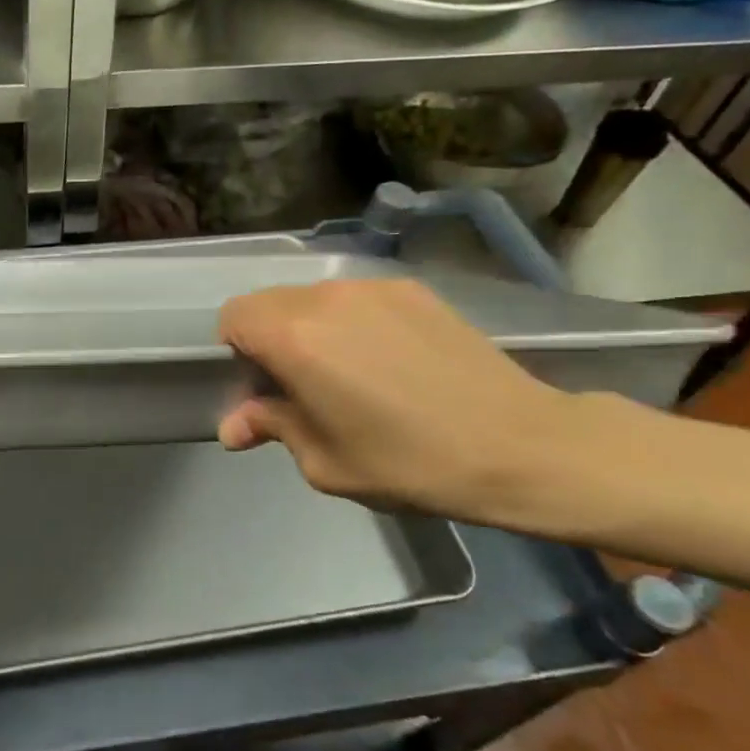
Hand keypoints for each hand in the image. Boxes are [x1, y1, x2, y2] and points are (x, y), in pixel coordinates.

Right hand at [217, 279, 576, 527]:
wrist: (517, 445)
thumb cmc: (408, 463)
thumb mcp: (325, 461)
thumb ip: (271, 427)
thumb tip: (233, 425)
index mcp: (294, 337)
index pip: (233, 317)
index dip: (236, 351)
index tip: (262, 387)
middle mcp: (326, 297)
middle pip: (270, 303)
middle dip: (270, 339)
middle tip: (301, 385)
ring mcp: (373, 288)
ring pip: (313, 297)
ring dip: (311, 328)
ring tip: (349, 373)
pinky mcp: (412, 289)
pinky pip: (356, 298)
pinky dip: (351, 322)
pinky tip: (389, 361)